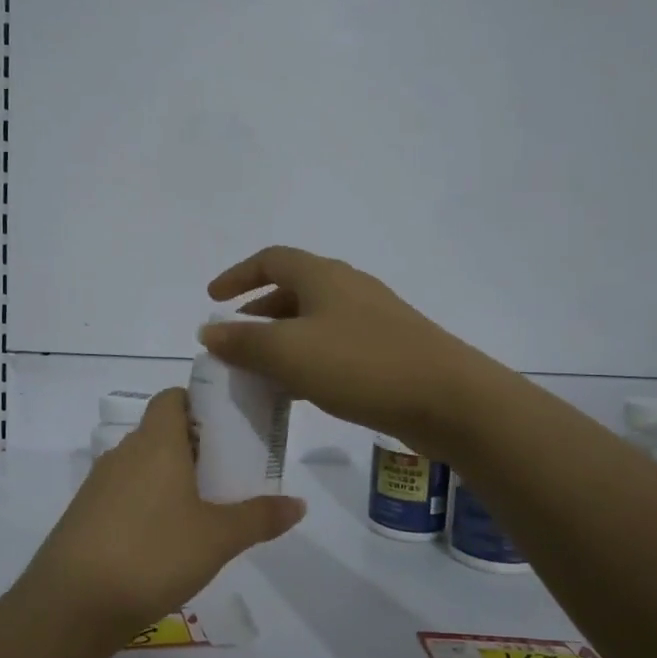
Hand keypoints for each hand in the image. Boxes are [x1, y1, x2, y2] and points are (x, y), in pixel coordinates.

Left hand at [8, 389, 305, 648]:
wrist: (72, 603)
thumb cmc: (153, 554)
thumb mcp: (218, 538)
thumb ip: (259, 517)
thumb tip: (299, 503)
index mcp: (156, 442)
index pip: (172, 397)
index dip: (198, 403)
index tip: (226, 427)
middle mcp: (124, 452)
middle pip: (159, 431)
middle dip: (192, 446)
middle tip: (226, 472)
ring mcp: (99, 484)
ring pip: (141, 464)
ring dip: (168, 476)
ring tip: (201, 507)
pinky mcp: (84, 514)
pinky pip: (123, 493)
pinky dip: (145, 502)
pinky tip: (163, 539)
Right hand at [201, 245, 488, 451]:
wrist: (448, 398)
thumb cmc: (360, 364)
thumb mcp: (288, 352)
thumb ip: (243, 341)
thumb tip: (209, 331)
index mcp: (323, 276)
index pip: (271, 259)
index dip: (238, 275)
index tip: (213, 298)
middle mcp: (348, 288)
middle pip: (293, 288)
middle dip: (259, 311)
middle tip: (235, 339)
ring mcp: (373, 318)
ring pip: (314, 320)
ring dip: (282, 338)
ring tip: (261, 369)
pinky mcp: (389, 348)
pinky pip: (334, 344)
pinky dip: (308, 358)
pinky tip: (301, 390)